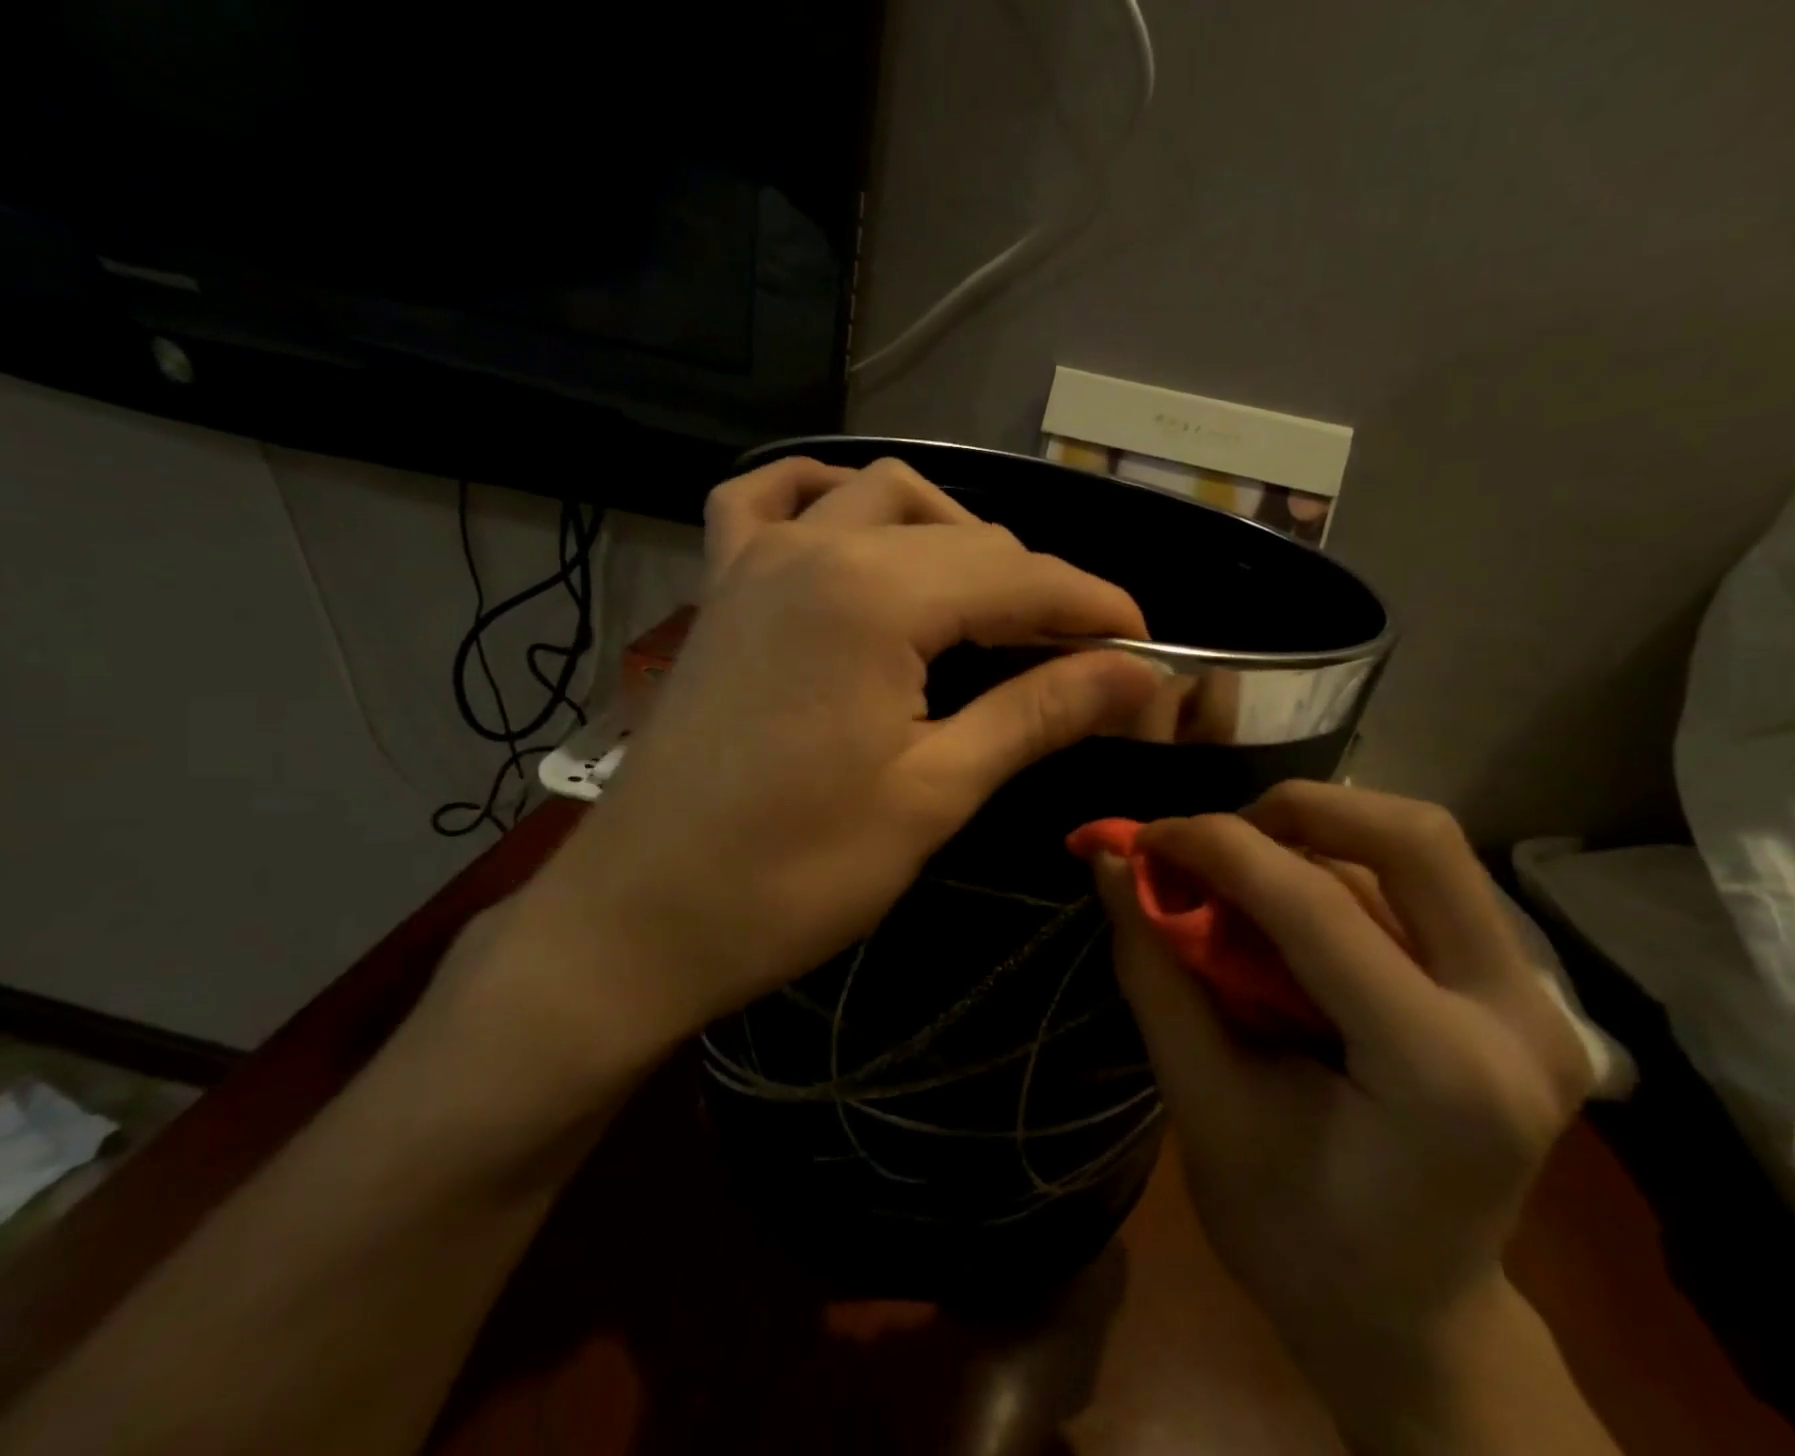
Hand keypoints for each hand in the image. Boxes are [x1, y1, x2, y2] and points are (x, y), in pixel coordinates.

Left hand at [492, 456, 1159, 1080]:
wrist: (642, 918)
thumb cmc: (793, 873)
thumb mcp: (933, 794)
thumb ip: (1037, 714)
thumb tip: (1138, 674)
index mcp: (875, 597)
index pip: (1021, 576)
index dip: (1095, 607)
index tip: (1147, 649)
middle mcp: (816, 548)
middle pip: (963, 536)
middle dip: (1035, 586)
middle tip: (1076, 657)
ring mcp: (756, 559)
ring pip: (879, 496)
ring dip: (949, 532)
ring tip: (984, 600)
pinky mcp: (721, 588)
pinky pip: (767, 500)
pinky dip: (825, 497)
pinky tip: (854, 528)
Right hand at [1092, 782, 1591, 1362]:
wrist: (1413, 1321)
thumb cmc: (1294, 1236)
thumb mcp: (1202, 1107)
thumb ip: (1156, 973)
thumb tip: (1111, 864)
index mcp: (1442, 1073)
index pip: (1318, 906)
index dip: (1216, 848)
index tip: (1142, 837)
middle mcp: (1521, 1019)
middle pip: (1415, 838)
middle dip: (1295, 810)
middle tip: (1214, 842)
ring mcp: (1541, 1003)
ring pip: (1421, 851)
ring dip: (1314, 839)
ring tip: (1239, 881)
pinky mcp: (1526, 995)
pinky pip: (1425, 886)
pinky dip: (1341, 870)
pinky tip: (1289, 914)